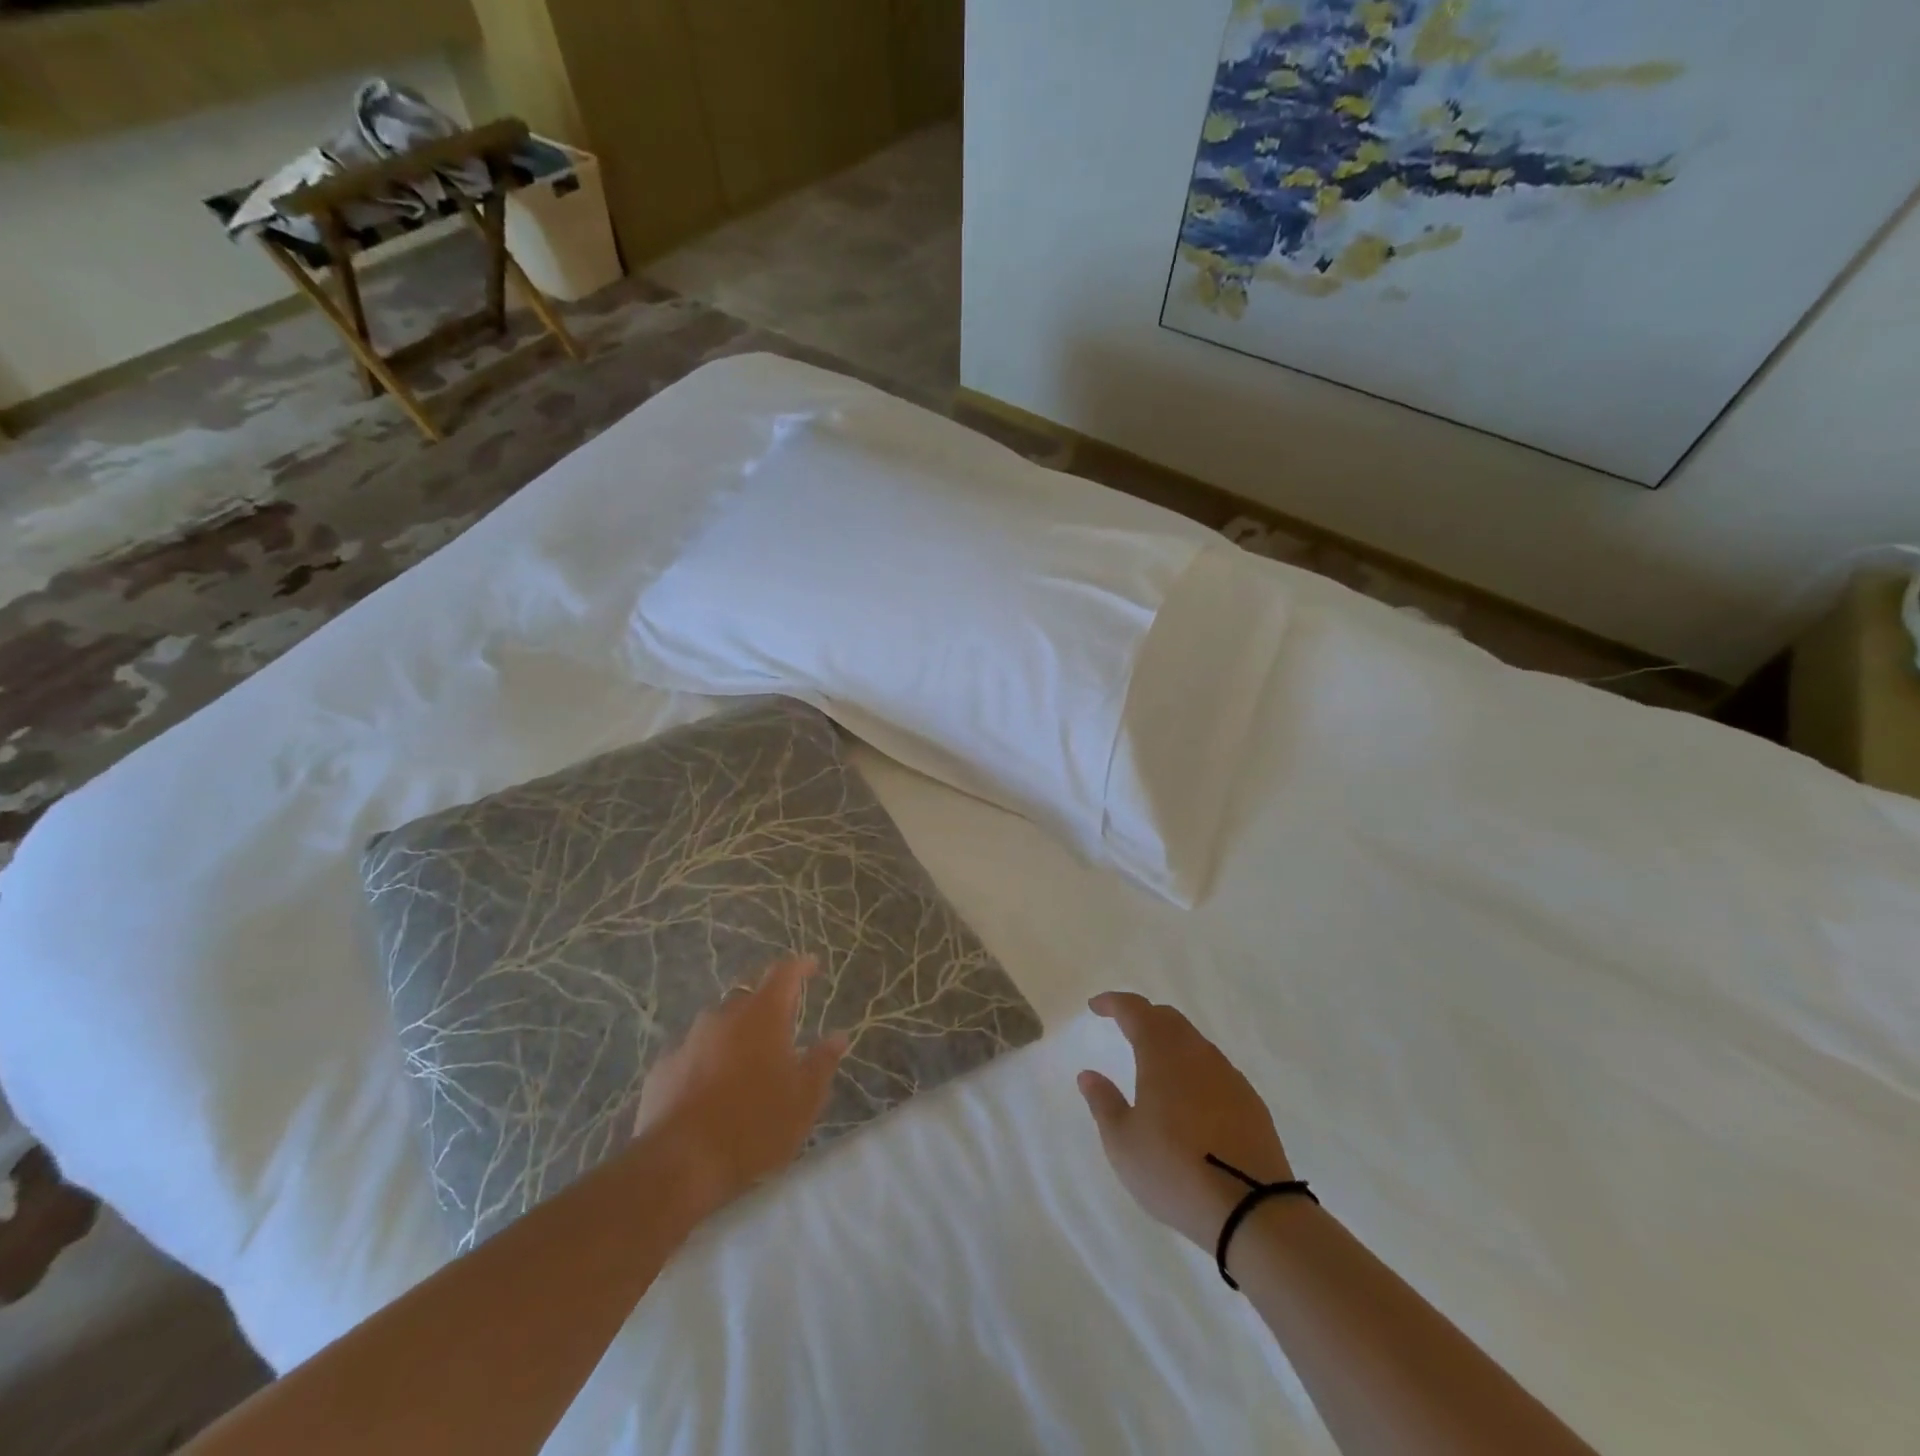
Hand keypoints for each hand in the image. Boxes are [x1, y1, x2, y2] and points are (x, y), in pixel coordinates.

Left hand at [634, 955, 848, 1219]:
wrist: (680, 1163)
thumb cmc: (756, 1125)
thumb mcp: (804, 1099)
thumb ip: (822, 1062)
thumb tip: (838, 1036)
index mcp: (763, 1015)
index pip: (784, 972)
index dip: (800, 965)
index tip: (812, 965)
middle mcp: (724, 1016)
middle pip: (748, 997)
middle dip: (765, 1006)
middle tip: (779, 1030)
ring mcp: (688, 1040)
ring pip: (717, 1025)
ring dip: (733, 1035)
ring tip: (744, 1065)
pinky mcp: (662, 1068)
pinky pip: (691, 1054)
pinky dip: (705, 1062)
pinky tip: (709, 1090)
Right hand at [1078, 991, 1294, 1248]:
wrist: (1254, 1209)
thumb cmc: (1174, 1170)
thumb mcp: (1123, 1143)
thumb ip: (1104, 1103)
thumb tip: (1089, 1074)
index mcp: (1161, 1054)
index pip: (1135, 1010)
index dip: (1113, 1002)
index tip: (1096, 1006)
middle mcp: (1197, 1053)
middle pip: (1168, 1019)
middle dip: (1144, 1016)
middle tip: (1124, 1027)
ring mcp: (1228, 1076)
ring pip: (1194, 1042)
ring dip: (1171, 1042)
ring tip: (1155, 1064)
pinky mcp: (1250, 1101)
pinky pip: (1215, 1069)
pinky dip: (1194, 1068)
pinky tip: (1190, 1097)